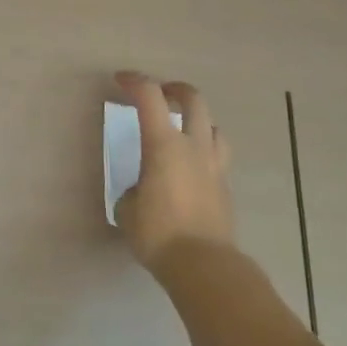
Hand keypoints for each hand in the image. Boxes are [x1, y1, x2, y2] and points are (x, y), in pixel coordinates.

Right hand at [113, 72, 234, 272]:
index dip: (134, 81)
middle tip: (161, 94)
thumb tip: (142, 192)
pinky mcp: (226, 188)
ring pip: (214, 127)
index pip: (150, 96)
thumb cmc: (159, 233)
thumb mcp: (128, 210)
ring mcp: (215, 166)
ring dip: (197, 120)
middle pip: (193, 99)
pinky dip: (204, 153)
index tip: (120, 80)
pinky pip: (218, 158)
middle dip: (175, 90)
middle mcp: (193, 146)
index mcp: (164, 144)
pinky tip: (193, 170)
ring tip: (184, 130)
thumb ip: (134, 191)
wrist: (204, 266)